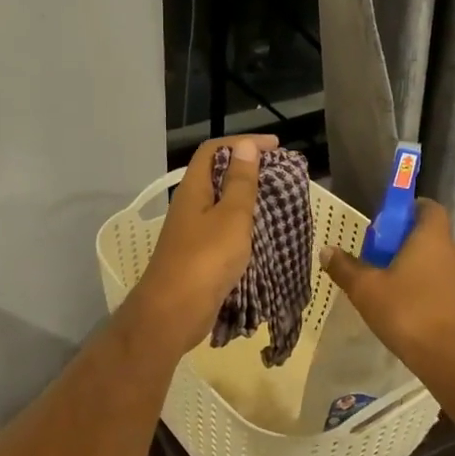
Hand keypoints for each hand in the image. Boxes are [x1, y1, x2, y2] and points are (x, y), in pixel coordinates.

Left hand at [122, 134, 278, 357]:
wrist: (174, 312)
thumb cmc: (205, 259)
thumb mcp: (232, 216)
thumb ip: (240, 182)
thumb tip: (243, 146)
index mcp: (193, 189)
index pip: (214, 150)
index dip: (243, 143)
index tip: (276, 147)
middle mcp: (189, 206)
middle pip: (216, 176)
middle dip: (248, 170)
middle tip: (280, 175)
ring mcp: (191, 232)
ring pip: (220, 205)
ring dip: (247, 199)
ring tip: (277, 202)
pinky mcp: (197, 256)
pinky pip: (223, 230)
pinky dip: (242, 226)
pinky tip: (261, 235)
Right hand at [320, 199, 454, 383]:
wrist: (453, 360)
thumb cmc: (408, 313)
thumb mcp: (366, 290)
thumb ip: (345, 267)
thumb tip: (327, 250)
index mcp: (432, 237)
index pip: (428, 207)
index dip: (406, 210)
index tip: (383, 225)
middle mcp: (454, 252)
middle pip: (429, 235)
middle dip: (402, 243)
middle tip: (375, 259)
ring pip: (436, 262)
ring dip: (414, 268)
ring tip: (386, 288)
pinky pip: (442, 286)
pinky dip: (425, 289)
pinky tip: (405, 311)